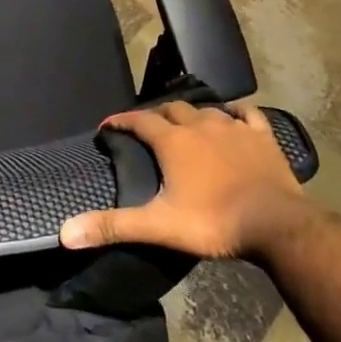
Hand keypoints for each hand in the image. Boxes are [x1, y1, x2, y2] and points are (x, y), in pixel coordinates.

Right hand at [59, 101, 311, 260]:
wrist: (276, 224)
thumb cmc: (213, 222)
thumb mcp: (159, 226)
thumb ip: (113, 226)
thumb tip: (65, 233)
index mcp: (173, 141)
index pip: (139, 120)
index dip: (121, 121)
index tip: (108, 126)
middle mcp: (200, 125)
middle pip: (172, 109)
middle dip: (156, 115)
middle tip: (147, 128)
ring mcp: (234, 128)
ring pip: (206, 109)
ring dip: (191, 114)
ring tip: (185, 123)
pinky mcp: (262, 136)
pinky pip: (246, 114)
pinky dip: (235, 113)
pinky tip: (232, 117)